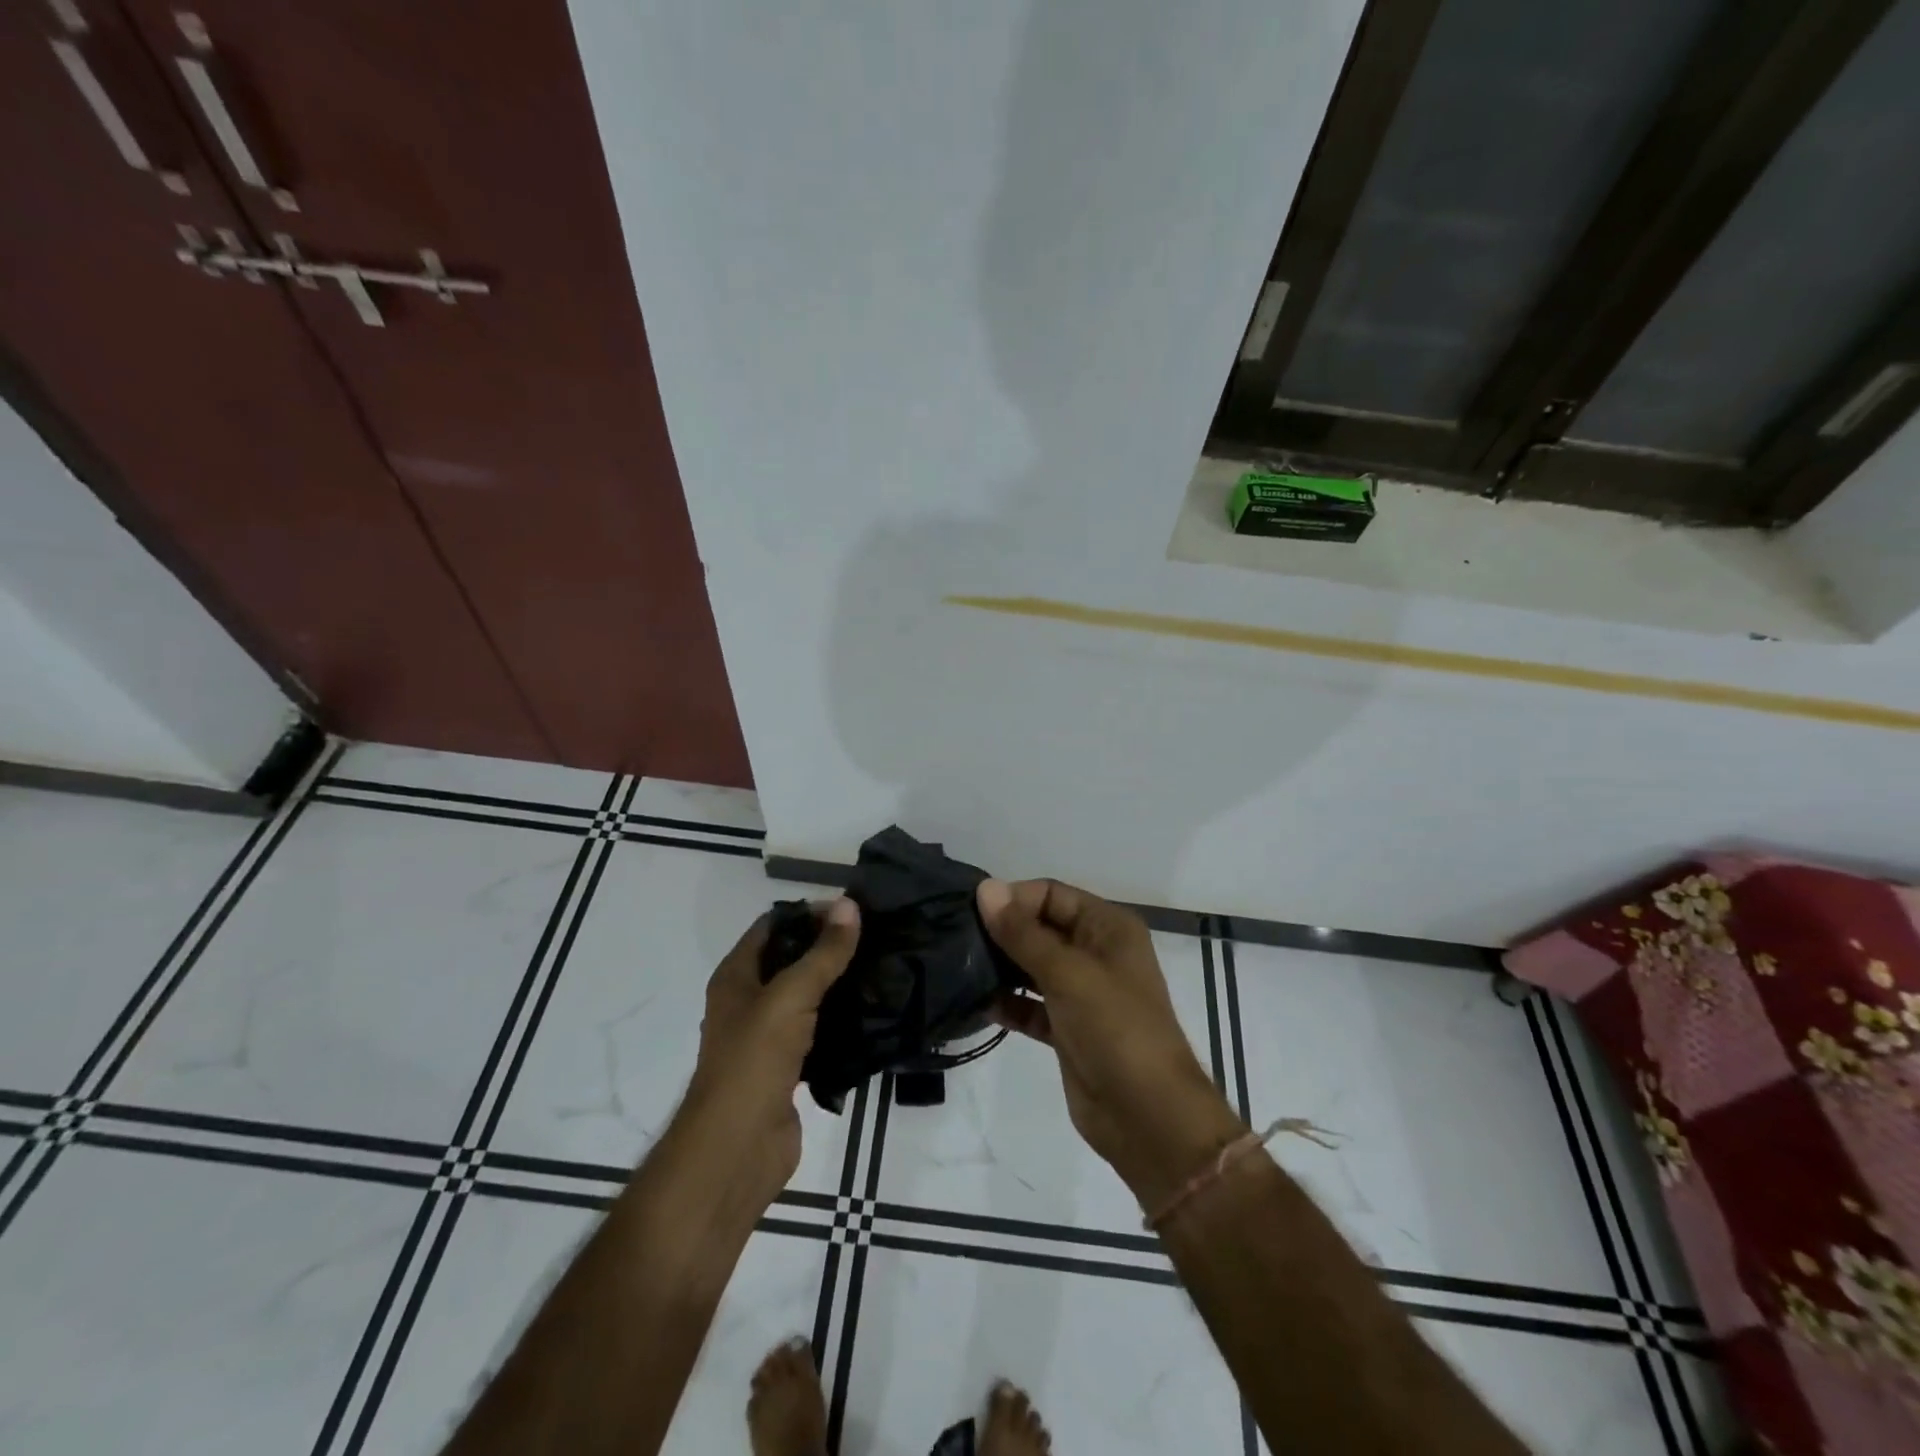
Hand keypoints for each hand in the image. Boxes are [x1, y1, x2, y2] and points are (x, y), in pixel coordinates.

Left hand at [676, 898, 859, 1207]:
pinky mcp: (788, 1068)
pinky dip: (841, 1021)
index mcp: (737, 976)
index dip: (808, 913)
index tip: (854, 910)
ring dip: (838, 984)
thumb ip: (822, 954)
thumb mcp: (789, 997)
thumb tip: (849, 904)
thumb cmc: (753, 1062)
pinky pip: (819, 1032)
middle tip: (877, 937)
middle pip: (791, 959)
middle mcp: (748, 1001)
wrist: (737, 1151)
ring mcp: (768, 1037)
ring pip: (808, 997)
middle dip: (829, 947)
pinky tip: (874, 1013)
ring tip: (882, 968)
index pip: (773, 926)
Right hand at [977, 878, 1244, 1211]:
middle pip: (1040, 928)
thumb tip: (985, 888)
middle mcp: (1096, 953)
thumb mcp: (1068, 973)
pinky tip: (979, 1004)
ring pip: (1033, 967)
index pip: (1052, 895)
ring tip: (960, 969)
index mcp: (1108, 927)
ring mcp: (1082, 993)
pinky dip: (1009, 1003)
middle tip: (956, 939)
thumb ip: (1022, 933)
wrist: (1148, 1117)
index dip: (1014, 899)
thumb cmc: (1115, 1029)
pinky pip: (1031, 1005)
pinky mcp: (1068, 1029)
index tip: (971, 913)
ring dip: (1001, 967)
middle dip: (1003, 932)